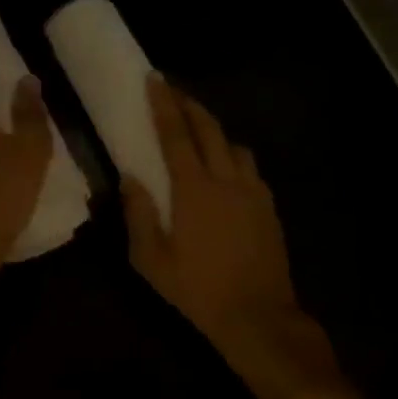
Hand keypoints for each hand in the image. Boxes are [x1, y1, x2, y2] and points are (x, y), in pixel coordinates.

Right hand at [123, 76, 336, 398]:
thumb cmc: (197, 290)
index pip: (176, 134)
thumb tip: (129, 177)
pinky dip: (234, 154)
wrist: (259, 319)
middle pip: (209, 128)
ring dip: (214, 128)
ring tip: (199, 126)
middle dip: (189, 104)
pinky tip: (226, 165)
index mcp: (193, 189)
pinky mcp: (268, 207)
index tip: (155, 78)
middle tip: (173, 90)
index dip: (163, 104)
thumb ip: (138, 213)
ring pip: (234, 144)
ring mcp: (252, 192)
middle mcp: (225, 180)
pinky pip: (250, 167)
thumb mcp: (151, 259)